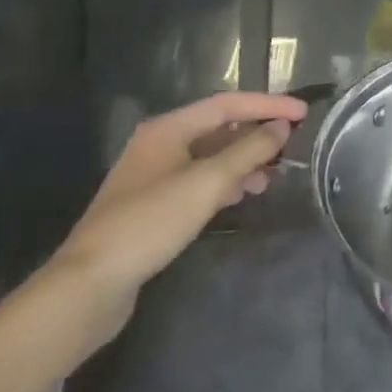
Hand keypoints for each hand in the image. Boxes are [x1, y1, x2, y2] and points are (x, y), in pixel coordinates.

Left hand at [46, 92, 307, 347]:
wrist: (88, 287)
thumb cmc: (150, 223)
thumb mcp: (208, 182)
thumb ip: (249, 151)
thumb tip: (282, 127)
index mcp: (168, 129)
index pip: (229, 103)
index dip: (269, 105)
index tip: (303, 113)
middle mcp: (161, 144)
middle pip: (220, 127)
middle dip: (257, 134)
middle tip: (292, 145)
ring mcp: (155, 176)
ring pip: (212, 156)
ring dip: (244, 161)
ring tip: (272, 176)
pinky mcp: (154, 206)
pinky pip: (201, 180)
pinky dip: (226, 182)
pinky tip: (244, 196)